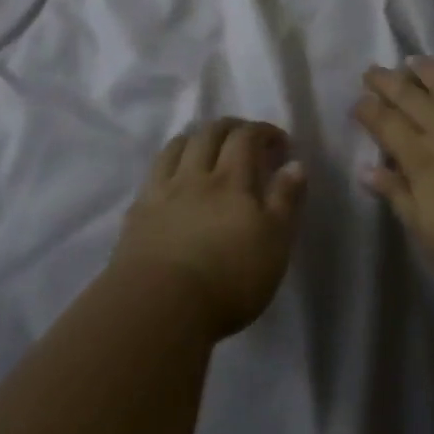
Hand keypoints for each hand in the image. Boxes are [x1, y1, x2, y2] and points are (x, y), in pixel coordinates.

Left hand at [111, 119, 307, 339]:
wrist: (160, 306)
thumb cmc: (229, 278)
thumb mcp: (274, 243)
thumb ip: (285, 200)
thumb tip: (295, 164)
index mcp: (231, 180)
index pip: (246, 137)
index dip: (263, 131)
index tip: (279, 142)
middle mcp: (195, 176)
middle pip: (209, 134)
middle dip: (230, 127)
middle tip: (245, 136)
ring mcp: (162, 192)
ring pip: (177, 147)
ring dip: (196, 138)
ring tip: (206, 147)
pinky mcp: (138, 213)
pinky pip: (153, 173)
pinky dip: (168, 164)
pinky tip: (172, 177)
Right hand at [354, 58, 433, 295]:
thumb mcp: (427, 231)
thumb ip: (398, 195)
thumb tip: (367, 170)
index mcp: (423, 157)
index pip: (387, 124)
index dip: (369, 110)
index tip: (359, 100)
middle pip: (414, 97)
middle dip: (389, 82)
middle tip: (374, 69)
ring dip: (432, 72)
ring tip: (417, 62)